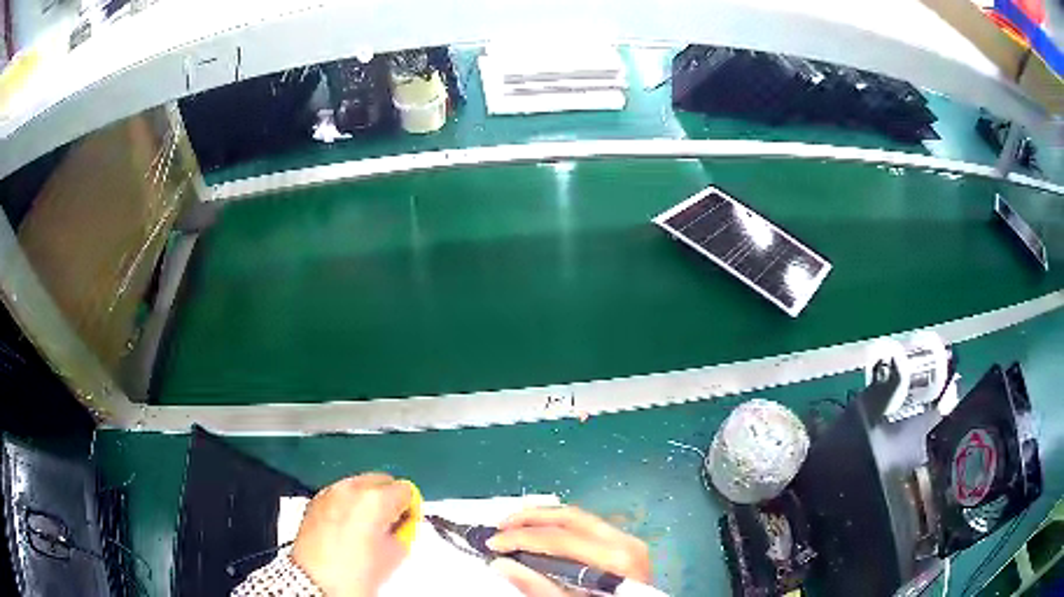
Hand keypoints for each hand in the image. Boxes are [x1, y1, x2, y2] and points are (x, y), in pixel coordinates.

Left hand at [291, 473, 413, 596]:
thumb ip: (404, 531)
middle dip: (387, 499)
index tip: (407, 522)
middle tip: (389, 525)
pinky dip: (347, 505)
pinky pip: (339, 494)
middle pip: (380, 481)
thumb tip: (402, 525)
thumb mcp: (395, 554)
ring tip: (366, 529)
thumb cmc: (354, 573)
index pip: (405, 490)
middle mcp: (351, 488)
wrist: (316, 582)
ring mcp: (330, 492)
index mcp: (375, 498)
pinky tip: (348, 528)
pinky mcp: (315, 501)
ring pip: (358, 486)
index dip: (409, 508)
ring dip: (366, 501)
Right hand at [486, 506, 651, 596]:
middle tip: (500, 526)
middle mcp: (625, 542)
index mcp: (615, 559)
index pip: (559, 538)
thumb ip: (538, 587)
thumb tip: (503, 564)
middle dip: (530, 517)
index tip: (493, 543)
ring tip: (515, 524)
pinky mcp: (626, 545)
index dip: (521, 538)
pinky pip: (589, 526)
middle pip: (570, 517)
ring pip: (580, 516)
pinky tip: (543, 531)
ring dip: (544, 517)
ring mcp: (628, 541)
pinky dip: (561, 525)